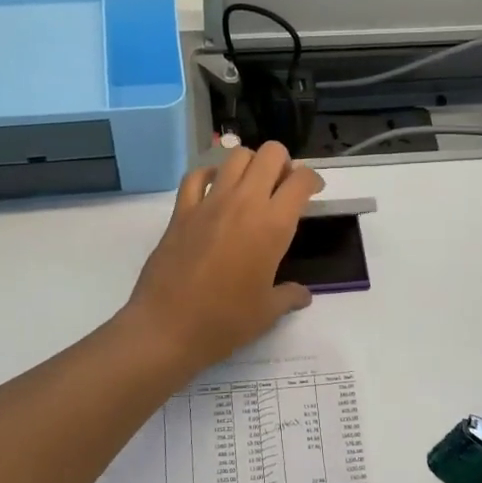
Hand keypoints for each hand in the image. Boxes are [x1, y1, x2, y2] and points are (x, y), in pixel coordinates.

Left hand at [122, 143, 324, 374]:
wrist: (168, 328)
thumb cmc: (225, 322)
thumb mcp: (267, 312)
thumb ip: (289, 296)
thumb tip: (302, 295)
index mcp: (273, 225)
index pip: (301, 180)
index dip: (313, 181)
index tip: (314, 193)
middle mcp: (244, 203)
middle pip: (270, 154)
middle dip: (284, 163)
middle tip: (283, 187)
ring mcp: (209, 203)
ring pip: (235, 156)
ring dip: (250, 164)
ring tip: (252, 186)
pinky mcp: (181, 211)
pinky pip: (196, 176)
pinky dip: (209, 174)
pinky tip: (214, 189)